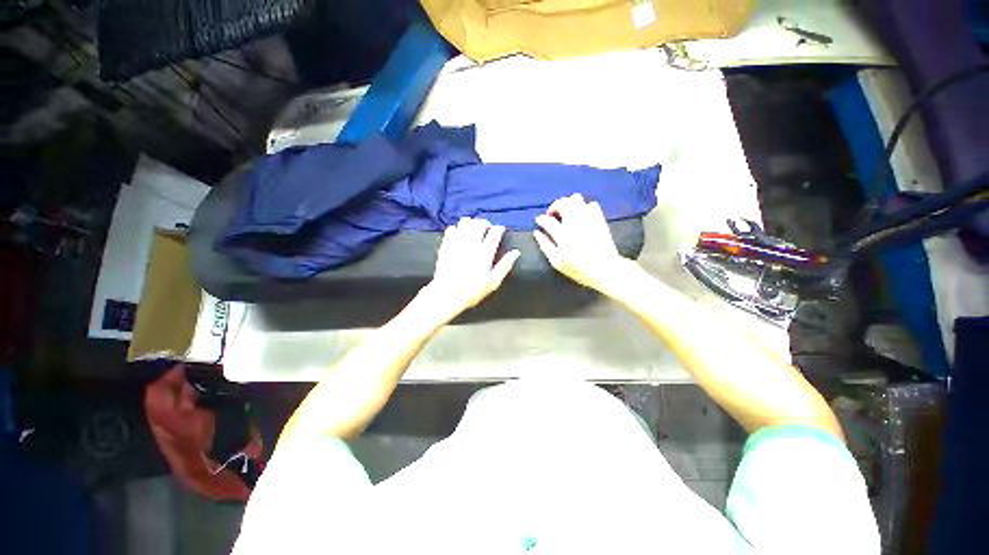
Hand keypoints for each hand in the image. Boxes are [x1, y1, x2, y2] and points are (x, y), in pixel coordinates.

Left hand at [420, 217, 519, 320]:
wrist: (447, 295)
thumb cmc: (473, 291)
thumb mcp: (493, 282)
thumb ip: (505, 265)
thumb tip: (516, 252)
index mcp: (485, 253)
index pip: (495, 232)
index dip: (499, 229)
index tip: (500, 230)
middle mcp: (471, 244)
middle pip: (479, 224)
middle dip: (485, 223)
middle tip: (487, 228)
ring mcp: (457, 243)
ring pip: (465, 223)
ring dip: (471, 223)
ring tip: (473, 229)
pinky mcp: (446, 245)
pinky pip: (451, 229)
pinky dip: (457, 229)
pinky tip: (459, 234)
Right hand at [534, 193, 635, 294]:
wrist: (605, 269)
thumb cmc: (578, 268)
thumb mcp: (557, 261)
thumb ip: (545, 245)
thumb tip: (537, 232)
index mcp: (563, 234)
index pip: (547, 220)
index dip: (541, 219)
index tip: (539, 221)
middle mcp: (575, 222)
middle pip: (562, 203)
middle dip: (554, 207)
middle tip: (552, 216)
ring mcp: (588, 218)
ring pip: (576, 199)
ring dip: (568, 204)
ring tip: (567, 214)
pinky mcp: (599, 218)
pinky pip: (591, 204)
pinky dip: (584, 207)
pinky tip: (582, 217)